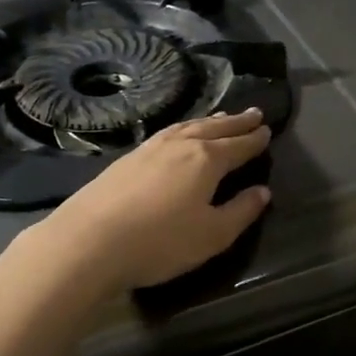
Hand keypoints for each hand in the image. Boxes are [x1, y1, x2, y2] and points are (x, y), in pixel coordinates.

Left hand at [24, 109, 272, 294]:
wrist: (88, 241)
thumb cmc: (159, 242)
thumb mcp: (212, 235)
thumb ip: (241, 212)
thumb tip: (263, 191)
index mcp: (206, 160)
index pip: (238, 145)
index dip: (254, 139)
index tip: (267, 130)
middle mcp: (181, 145)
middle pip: (214, 128)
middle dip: (236, 122)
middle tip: (253, 114)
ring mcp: (150, 148)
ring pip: (188, 126)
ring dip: (209, 121)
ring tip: (221, 118)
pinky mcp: (127, 158)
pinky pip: (167, 133)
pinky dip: (183, 128)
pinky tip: (179, 134)